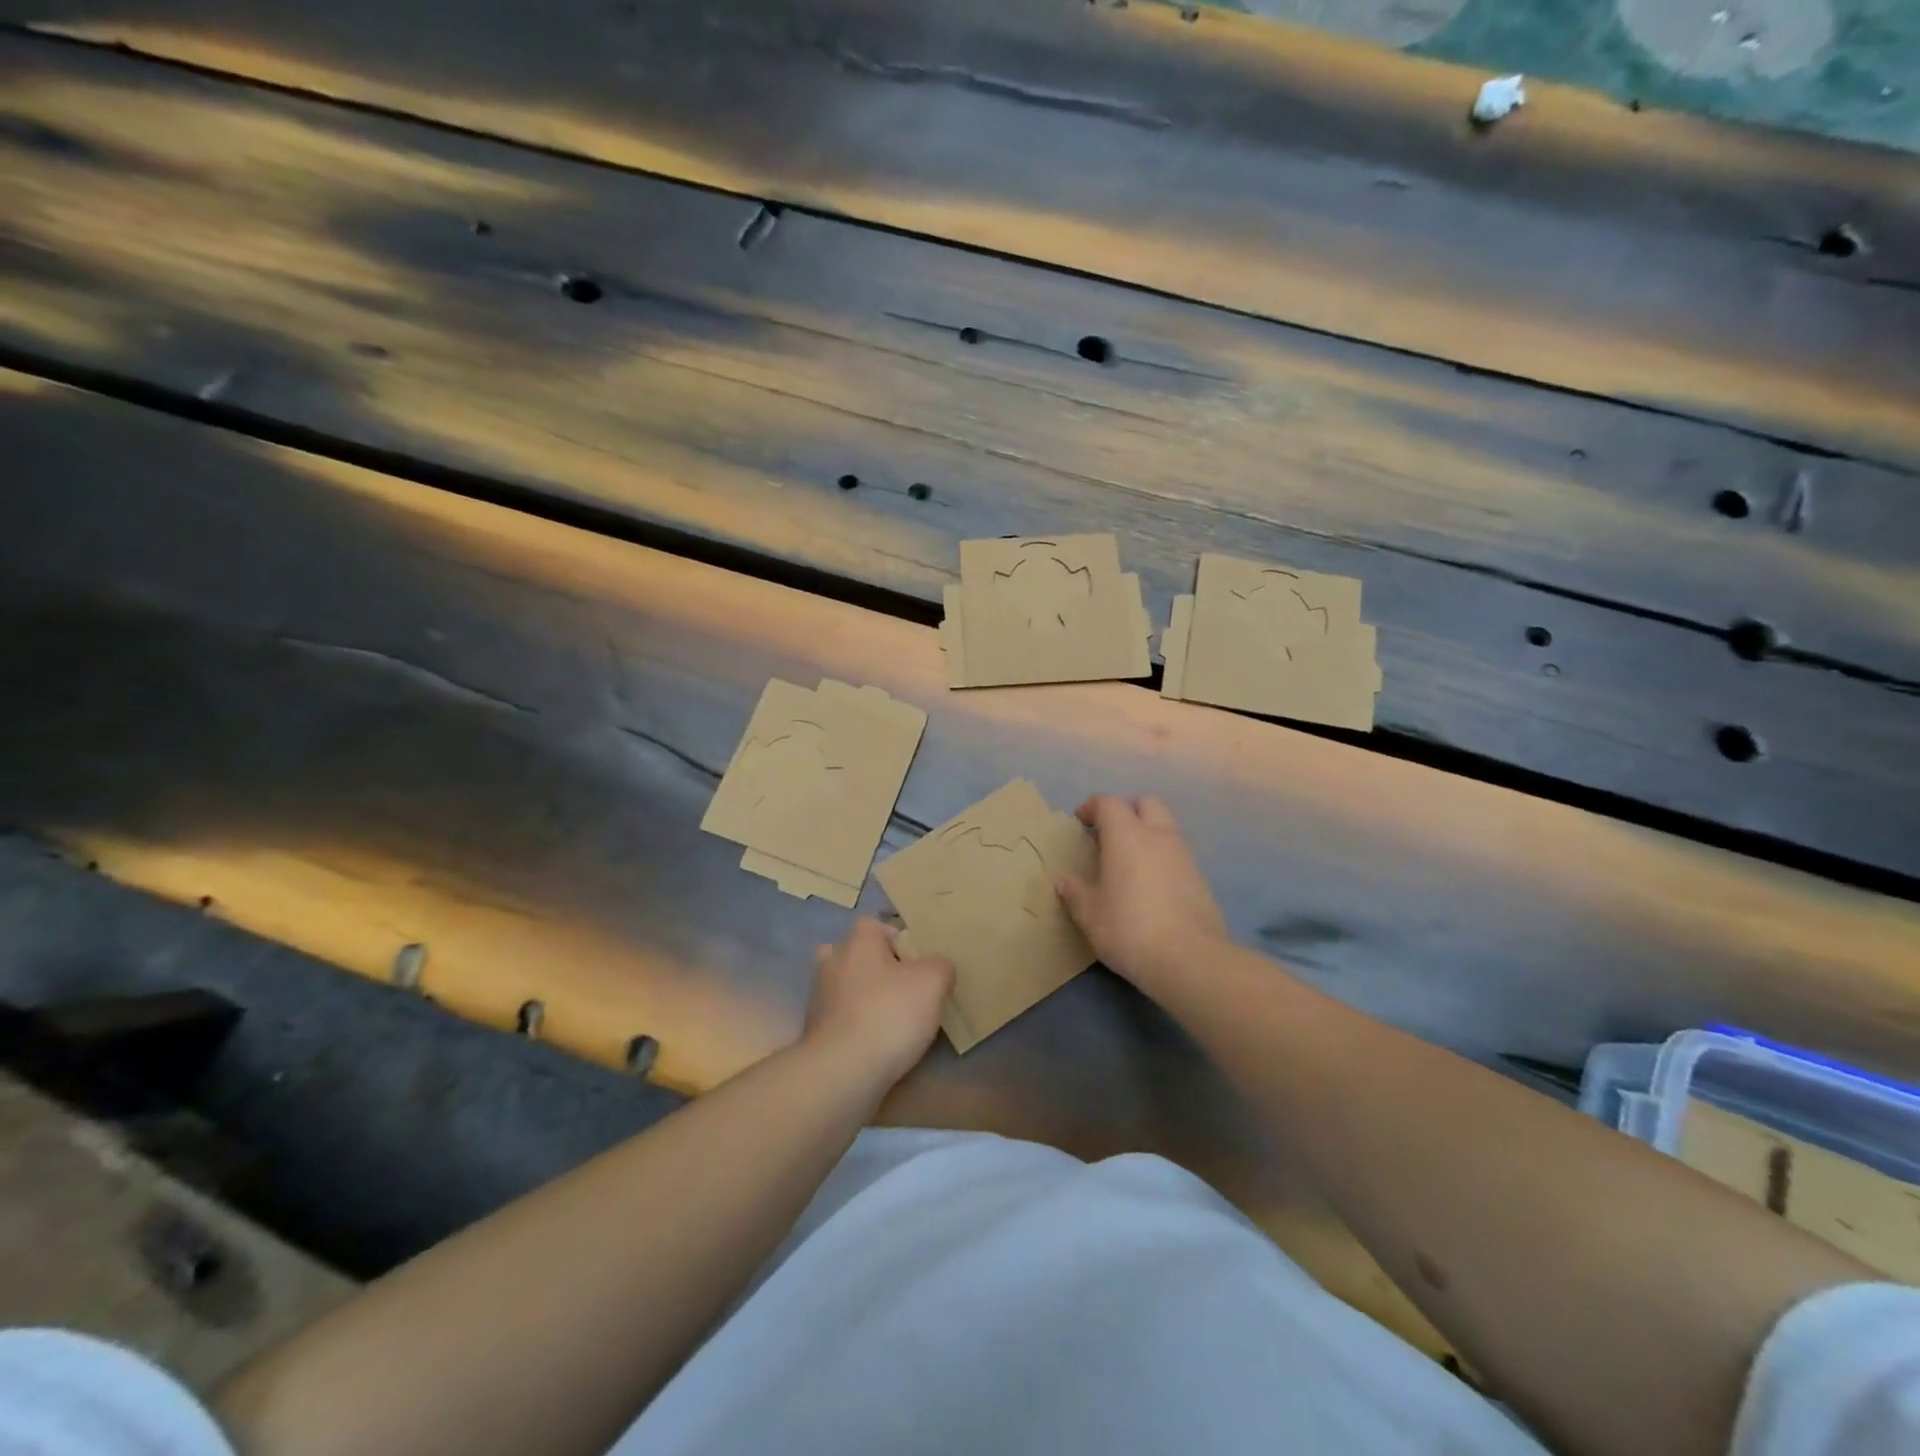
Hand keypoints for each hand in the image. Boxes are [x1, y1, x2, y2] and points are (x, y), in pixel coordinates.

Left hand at [803, 918, 954, 1090]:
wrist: (842, 1072)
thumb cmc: (889, 1014)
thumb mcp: (933, 981)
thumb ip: (940, 965)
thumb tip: (937, 967)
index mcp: (857, 942)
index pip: (875, 925)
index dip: (897, 939)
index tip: (917, 962)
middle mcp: (832, 962)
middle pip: (856, 954)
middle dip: (876, 967)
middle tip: (902, 987)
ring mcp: (818, 997)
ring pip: (845, 986)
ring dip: (863, 996)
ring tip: (891, 1018)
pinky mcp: (813, 1031)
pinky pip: (840, 1017)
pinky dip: (855, 1024)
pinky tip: (875, 1042)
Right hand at [1056, 794, 1228, 995]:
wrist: (1190, 959)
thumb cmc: (1129, 928)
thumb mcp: (1090, 915)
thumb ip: (1076, 893)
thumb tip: (1064, 882)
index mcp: (1127, 836)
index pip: (1109, 803)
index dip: (1092, 807)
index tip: (1081, 822)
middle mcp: (1158, 836)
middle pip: (1145, 803)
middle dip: (1126, 811)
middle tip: (1109, 834)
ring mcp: (1184, 856)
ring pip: (1166, 827)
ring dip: (1147, 833)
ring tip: (1130, 861)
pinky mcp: (1201, 878)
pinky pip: (1177, 853)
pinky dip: (1162, 857)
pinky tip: (1151, 885)